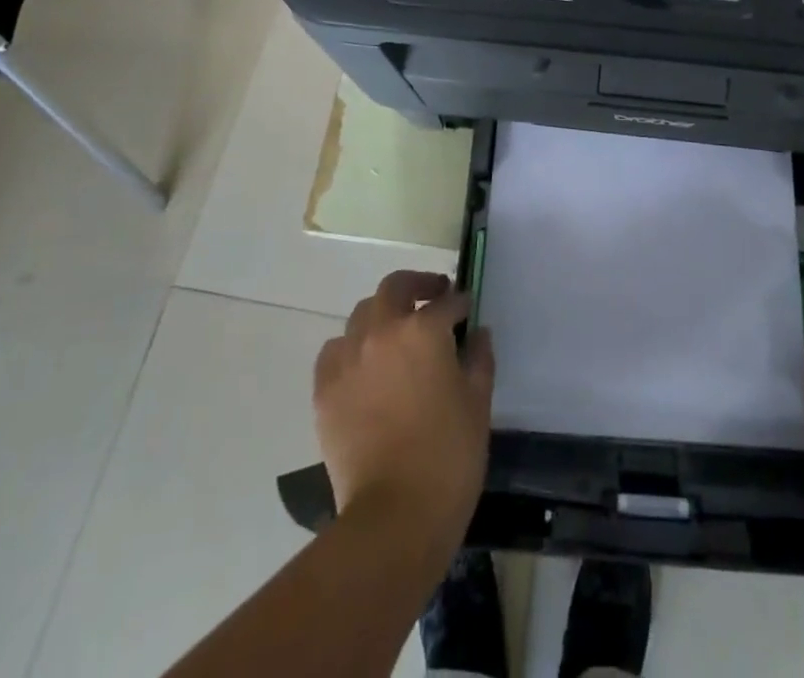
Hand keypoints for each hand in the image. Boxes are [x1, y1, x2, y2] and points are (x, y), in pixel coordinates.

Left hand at [314, 271, 494, 547]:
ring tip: (396, 333)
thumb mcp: (478, 402)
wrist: (394, 516)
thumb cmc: (449, 456)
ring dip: (382, 314)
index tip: (466, 310)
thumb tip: (477, 333)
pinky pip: (335, 350)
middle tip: (433, 296)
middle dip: (417, 286)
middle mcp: (382, 331)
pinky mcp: (325, 388)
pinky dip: (351, 347)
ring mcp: (348, 358)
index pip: (446, 302)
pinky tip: (364, 364)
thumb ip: (479, 358)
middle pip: (395, 287)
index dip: (460, 304)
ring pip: (362, 314)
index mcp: (423, 329)